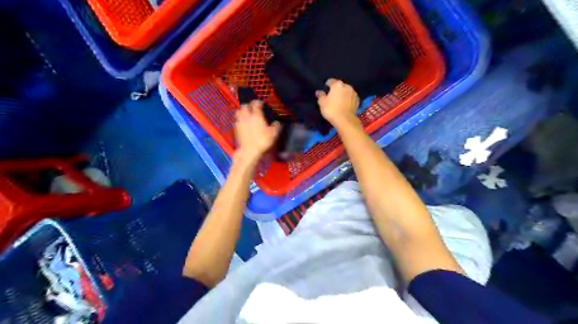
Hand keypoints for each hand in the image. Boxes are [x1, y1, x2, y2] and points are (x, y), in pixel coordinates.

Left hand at [233, 100, 281, 163]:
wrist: (249, 151)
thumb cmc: (262, 141)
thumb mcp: (274, 134)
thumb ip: (276, 126)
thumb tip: (277, 122)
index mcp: (256, 115)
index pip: (255, 104)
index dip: (258, 102)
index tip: (261, 103)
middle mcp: (246, 116)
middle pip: (244, 106)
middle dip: (249, 105)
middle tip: (253, 108)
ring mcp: (239, 122)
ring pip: (238, 112)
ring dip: (242, 111)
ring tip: (247, 114)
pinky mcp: (236, 129)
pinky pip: (237, 120)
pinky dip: (240, 119)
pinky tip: (244, 123)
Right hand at [318, 78, 359, 128]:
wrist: (345, 120)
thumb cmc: (331, 109)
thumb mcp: (322, 103)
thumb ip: (320, 95)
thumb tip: (319, 91)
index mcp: (337, 84)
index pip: (331, 81)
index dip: (327, 85)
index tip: (325, 90)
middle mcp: (347, 86)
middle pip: (340, 85)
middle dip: (336, 89)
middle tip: (332, 96)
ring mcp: (353, 92)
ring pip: (346, 91)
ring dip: (343, 93)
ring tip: (339, 100)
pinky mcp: (357, 100)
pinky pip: (350, 97)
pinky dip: (348, 99)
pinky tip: (345, 104)